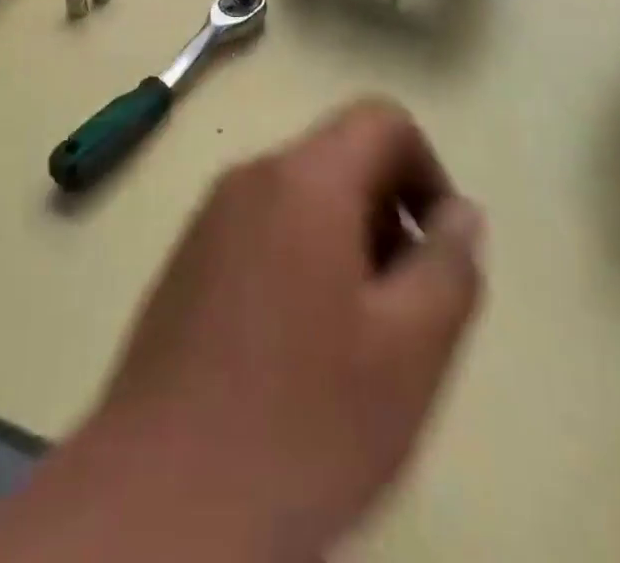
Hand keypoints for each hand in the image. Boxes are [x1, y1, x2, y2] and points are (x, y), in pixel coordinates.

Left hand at [0, 100, 483, 562]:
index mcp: (303, 178)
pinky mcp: (186, 260)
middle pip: (341, 157)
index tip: (436, 250)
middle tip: (403, 310)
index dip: (427, 170)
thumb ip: (449, 266)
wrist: (159, 500)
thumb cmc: (302, 420)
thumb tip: (460, 213)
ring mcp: (209, 217)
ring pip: (302, 198)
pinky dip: (300, 263)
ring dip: (346, 245)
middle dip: (387, 216)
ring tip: (355, 341)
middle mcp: (250, 177)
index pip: (381, 119)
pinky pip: (262, 231)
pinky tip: (298, 353)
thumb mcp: (409, 352)